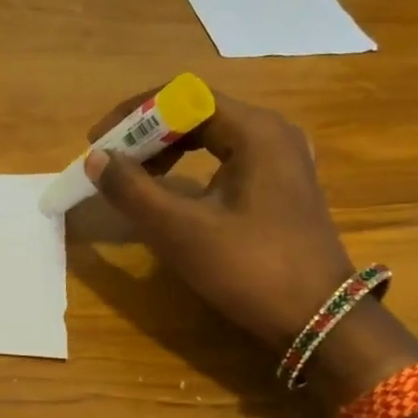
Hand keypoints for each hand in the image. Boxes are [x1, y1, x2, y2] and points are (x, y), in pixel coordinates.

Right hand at [83, 91, 353, 352]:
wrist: (321, 321)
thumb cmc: (250, 269)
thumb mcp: (181, 230)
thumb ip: (132, 190)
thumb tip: (96, 159)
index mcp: (255, 131)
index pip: (183, 96)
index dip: (134, 113)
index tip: (99, 142)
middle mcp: (273, 134)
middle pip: (198, 113)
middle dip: (147, 134)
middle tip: (110, 162)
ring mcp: (281, 161)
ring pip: (212, 137)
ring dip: (167, 151)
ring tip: (133, 178)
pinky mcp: (281, 187)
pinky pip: (227, 160)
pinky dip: (191, 168)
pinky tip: (171, 194)